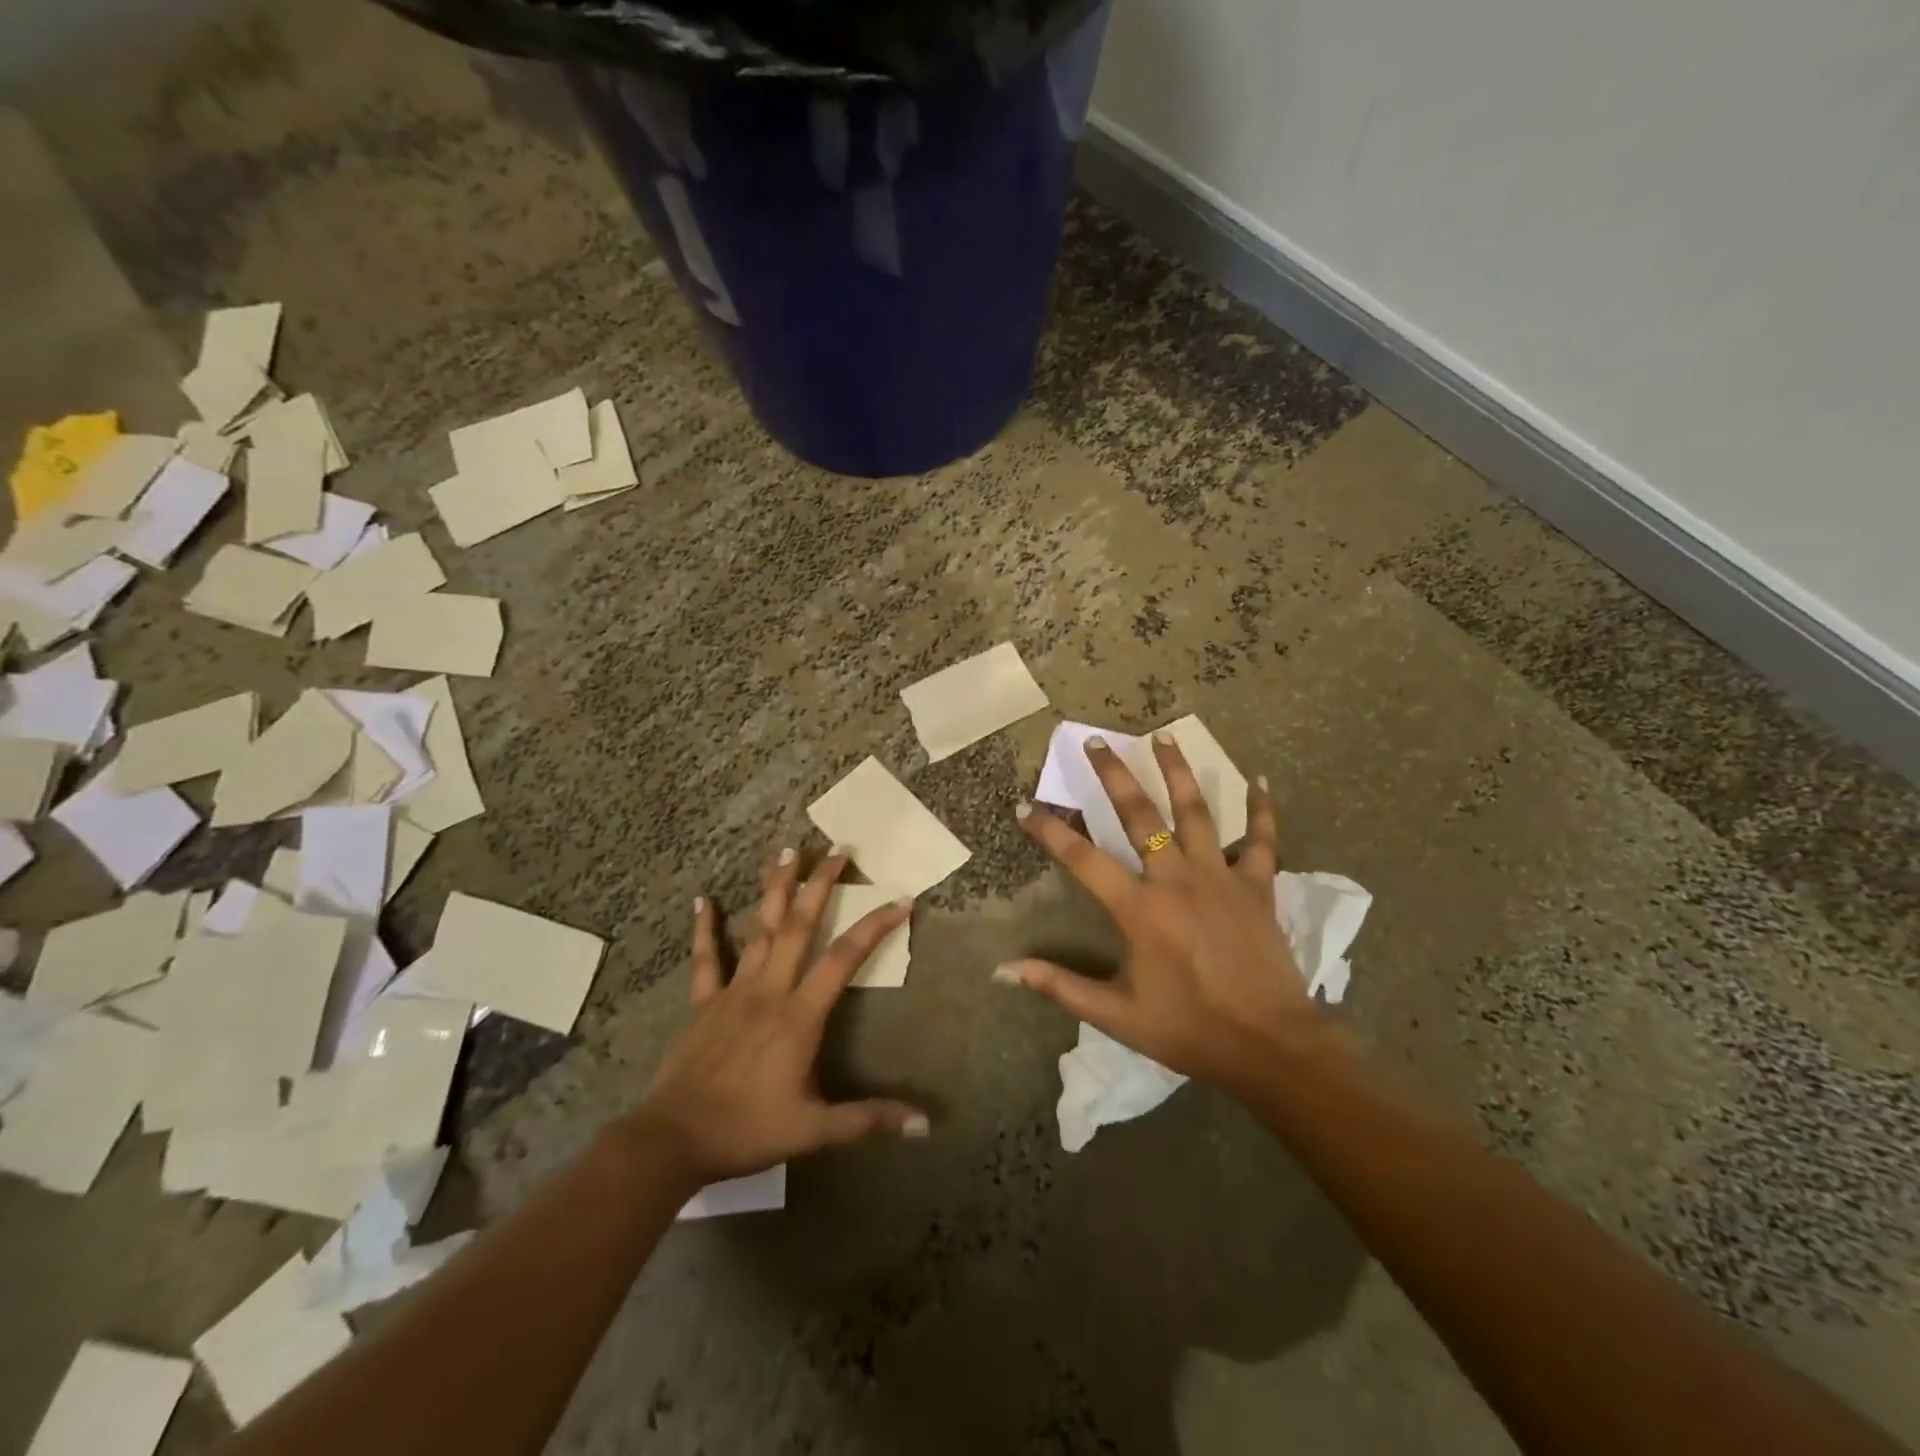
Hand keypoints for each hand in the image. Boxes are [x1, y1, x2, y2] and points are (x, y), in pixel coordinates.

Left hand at [633, 848, 927, 1182]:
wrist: (673, 1140)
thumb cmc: (747, 1130)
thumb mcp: (813, 1130)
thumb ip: (867, 1119)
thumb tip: (924, 1124)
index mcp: (800, 1015)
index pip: (844, 959)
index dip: (874, 927)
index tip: (901, 900)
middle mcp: (769, 990)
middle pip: (799, 926)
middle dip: (820, 885)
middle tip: (838, 851)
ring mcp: (733, 991)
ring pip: (759, 929)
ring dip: (775, 889)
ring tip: (786, 851)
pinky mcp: (704, 1002)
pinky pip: (705, 958)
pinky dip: (705, 928)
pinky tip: (703, 899)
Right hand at [1001, 734, 1317, 1096]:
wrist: (1270, 1047)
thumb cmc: (1189, 1030)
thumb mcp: (1116, 1015)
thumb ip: (1059, 985)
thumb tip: (1003, 970)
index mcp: (1139, 909)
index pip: (1082, 859)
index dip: (1050, 830)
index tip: (1024, 807)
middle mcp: (1176, 879)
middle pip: (1139, 815)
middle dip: (1114, 775)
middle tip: (1096, 741)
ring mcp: (1221, 877)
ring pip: (1196, 811)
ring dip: (1177, 771)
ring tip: (1163, 735)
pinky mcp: (1258, 886)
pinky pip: (1261, 840)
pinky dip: (1261, 810)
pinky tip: (1260, 780)